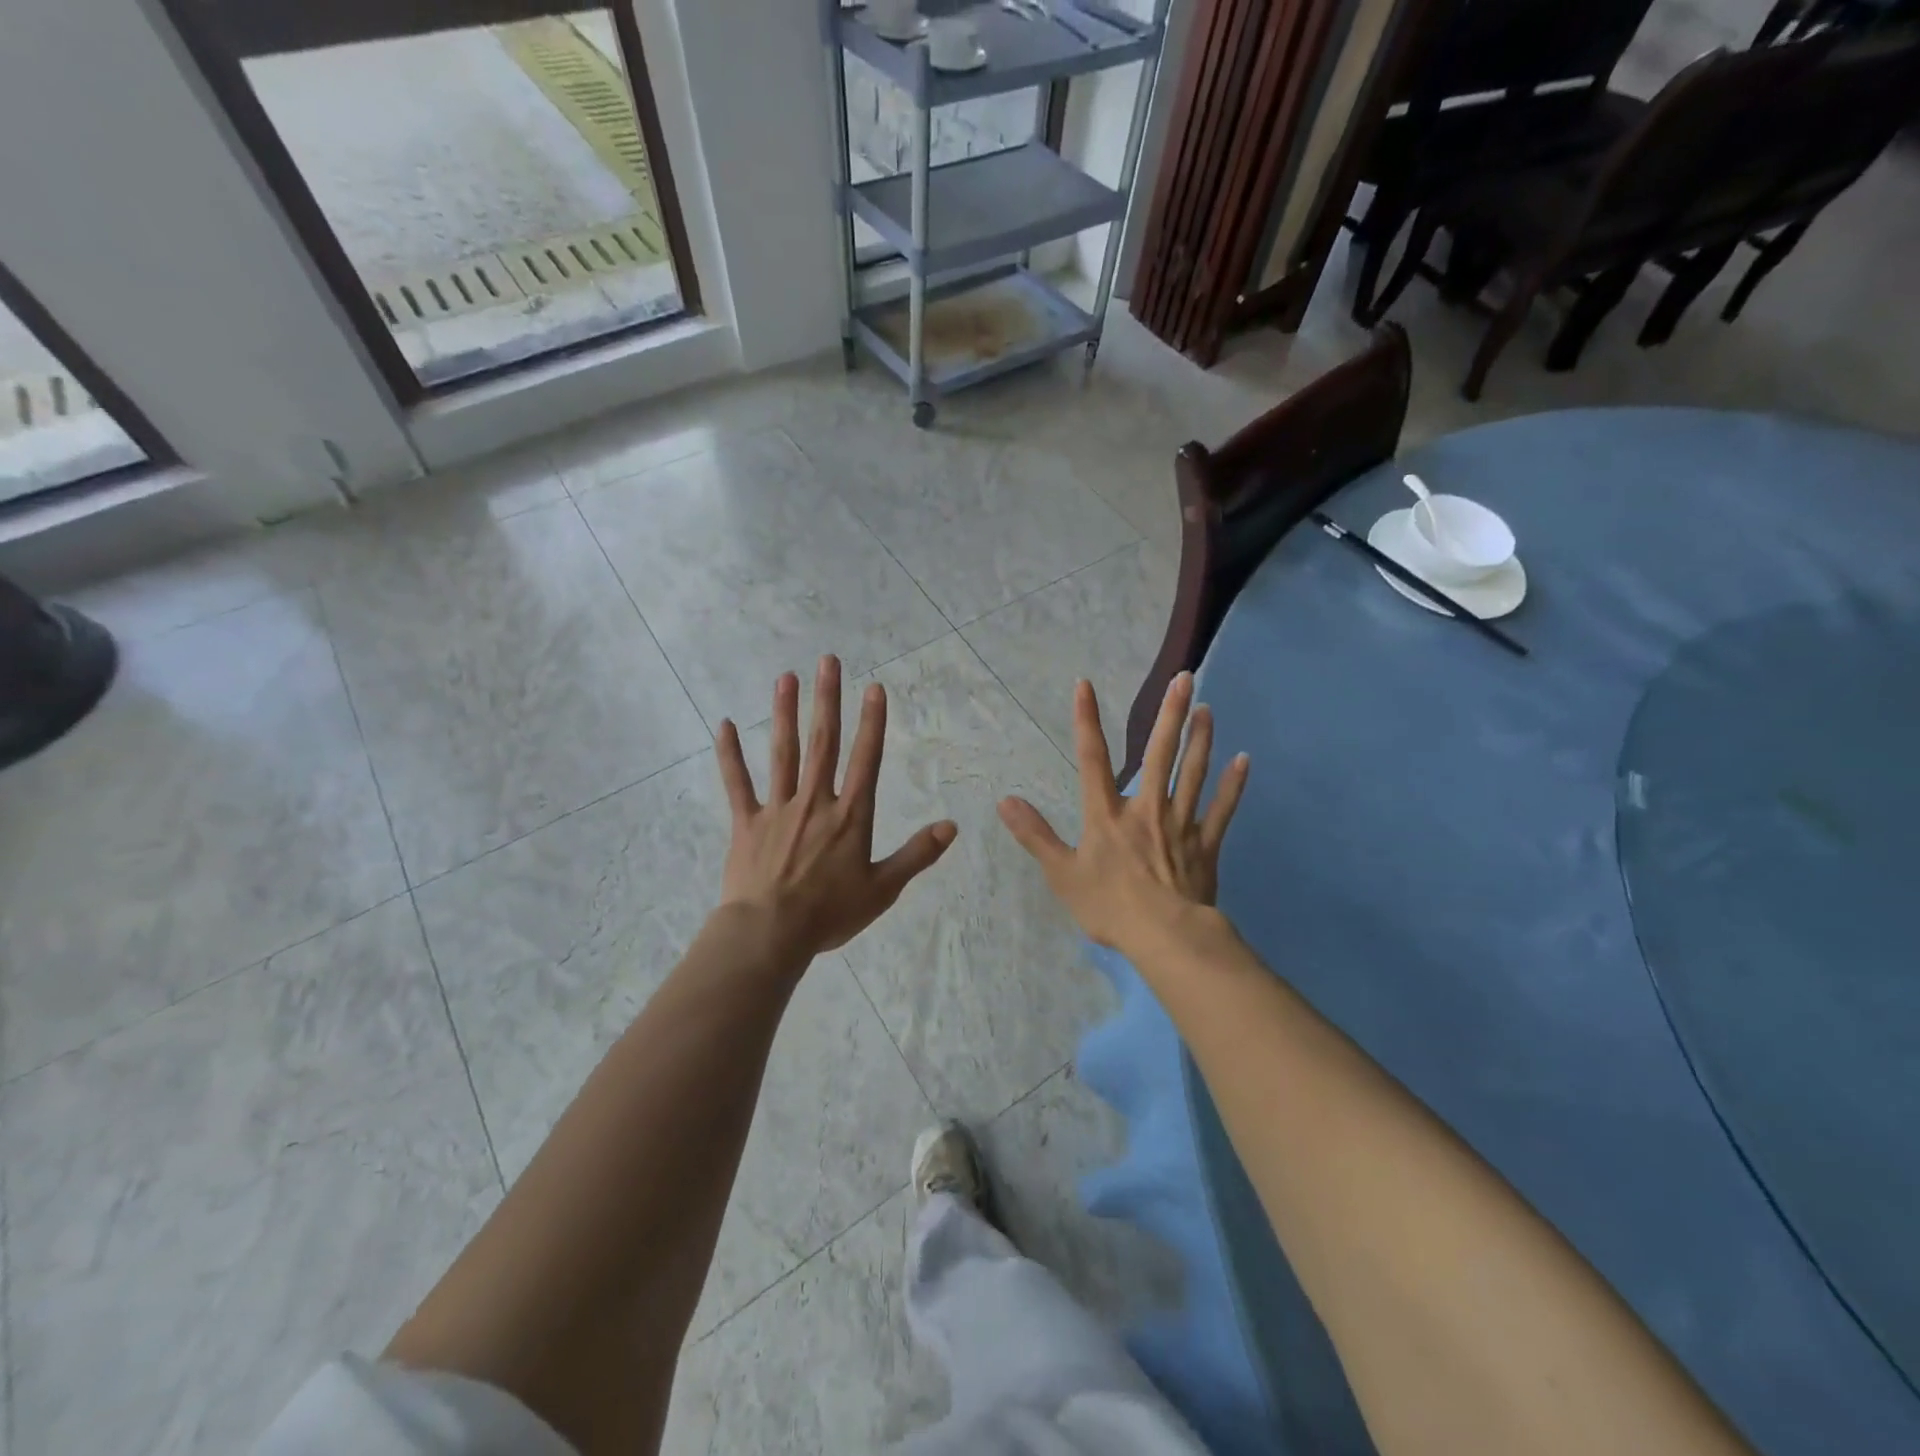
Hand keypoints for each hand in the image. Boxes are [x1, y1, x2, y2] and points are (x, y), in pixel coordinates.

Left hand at [715, 656, 956, 962]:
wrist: (770, 934)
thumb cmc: (830, 913)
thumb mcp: (883, 889)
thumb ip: (917, 854)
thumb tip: (952, 826)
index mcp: (851, 816)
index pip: (866, 759)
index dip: (872, 722)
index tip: (873, 688)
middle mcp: (815, 801)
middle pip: (823, 742)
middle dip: (827, 700)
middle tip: (828, 661)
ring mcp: (778, 809)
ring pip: (783, 753)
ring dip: (785, 713)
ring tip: (786, 678)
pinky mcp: (746, 823)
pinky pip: (737, 783)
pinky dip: (730, 755)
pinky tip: (725, 724)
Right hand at [998, 673, 1247, 953]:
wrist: (1165, 936)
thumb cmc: (1109, 906)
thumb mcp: (1061, 873)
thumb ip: (1035, 835)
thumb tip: (1005, 801)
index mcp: (1107, 815)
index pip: (1093, 759)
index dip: (1087, 721)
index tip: (1085, 685)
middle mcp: (1146, 808)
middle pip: (1159, 754)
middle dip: (1170, 714)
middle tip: (1185, 678)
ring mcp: (1180, 824)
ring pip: (1192, 773)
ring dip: (1200, 739)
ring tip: (1206, 708)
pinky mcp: (1206, 845)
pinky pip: (1222, 809)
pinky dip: (1233, 785)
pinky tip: (1243, 760)